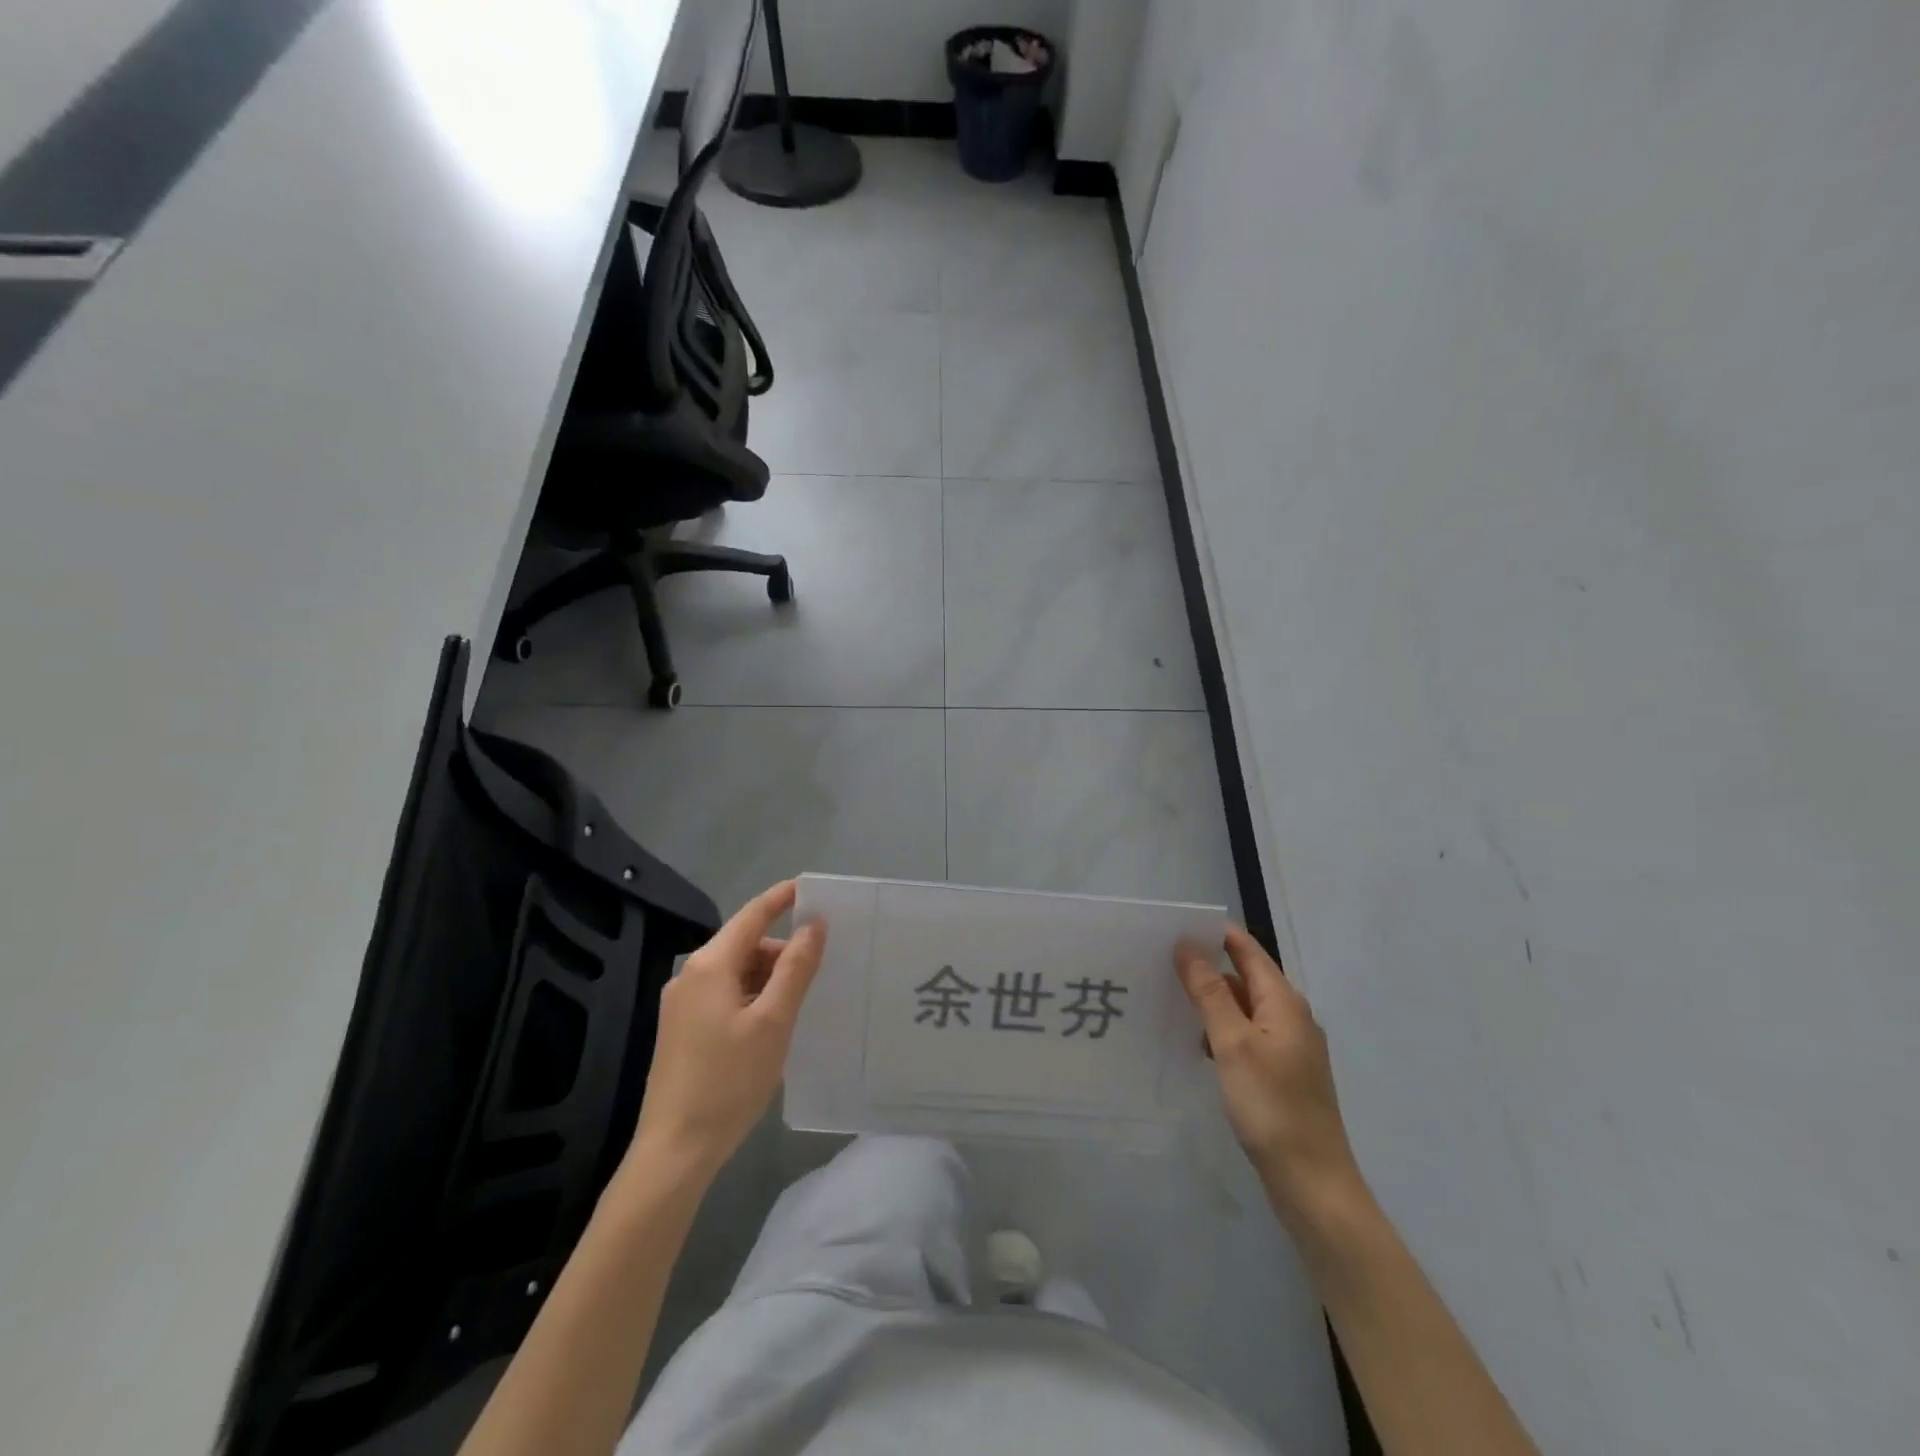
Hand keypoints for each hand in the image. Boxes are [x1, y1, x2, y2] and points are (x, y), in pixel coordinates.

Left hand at [631, 880, 825, 1183]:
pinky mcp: (681, 1030)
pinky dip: (751, 997)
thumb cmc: (728, 1081)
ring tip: (799, 1003)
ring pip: (735, 973)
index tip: (811, 887)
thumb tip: (814, 925)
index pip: (752, 915)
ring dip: (767, 977)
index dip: (781, 898)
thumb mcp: (773, 1021)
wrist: (674, 1151)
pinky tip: (771, 1024)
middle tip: (819, 968)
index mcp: (710, 965)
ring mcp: (681, 1005)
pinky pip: (724, 996)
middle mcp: (690, 976)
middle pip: (744, 945)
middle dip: (781, 950)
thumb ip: (795, 968)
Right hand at [1176, 926, 1364, 1229]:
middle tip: (1160, 960)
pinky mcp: (1281, 1075)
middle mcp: (1291, 1018)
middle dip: (1207, 966)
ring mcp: (1289, 1048)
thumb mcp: (1233, 1043)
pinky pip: (1246, 1036)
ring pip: (1243, 1009)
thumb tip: (1187, 945)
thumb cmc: (1272, 1106)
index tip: (1175, 925)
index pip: (1247, 950)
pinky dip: (1221, 1031)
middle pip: (1245, 977)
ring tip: (1168, 997)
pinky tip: (1195, 1042)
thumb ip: (1209, 992)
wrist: (1312, 1183)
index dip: (1215, 934)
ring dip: (1211, 1001)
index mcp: (1284, 1003)